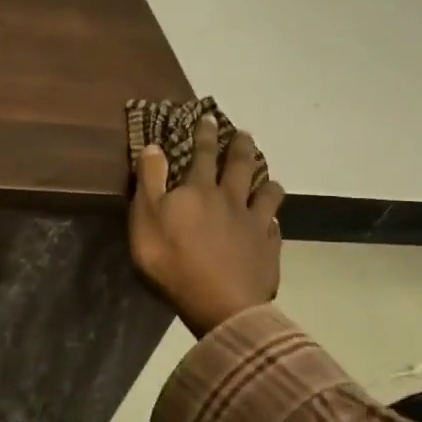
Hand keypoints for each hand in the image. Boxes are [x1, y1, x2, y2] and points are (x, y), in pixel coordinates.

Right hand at [129, 115, 284, 336]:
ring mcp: (255, 225)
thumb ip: (150, 180)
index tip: (209, 117)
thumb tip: (154, 146)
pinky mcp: (269, 250)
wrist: (220, 303)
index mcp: (199, 190)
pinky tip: (273, 223)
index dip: (204, 134)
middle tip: (245, 134)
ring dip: (267, 183)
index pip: (202, 154)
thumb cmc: (173, 260)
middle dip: (241, 147)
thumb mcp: (146, 217)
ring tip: (268, 178)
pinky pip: (274, 228)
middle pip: (240, 167)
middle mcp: (231, 200)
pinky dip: (273, 221)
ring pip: (267, 195)